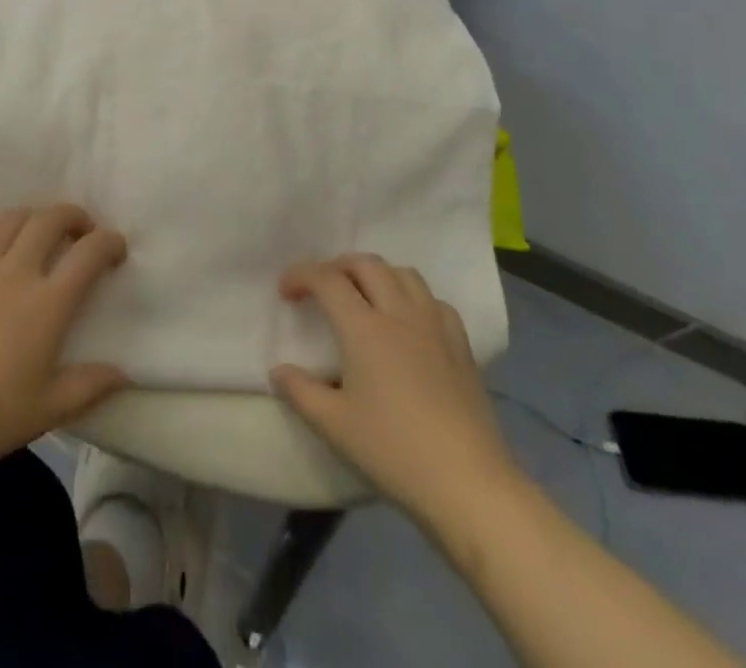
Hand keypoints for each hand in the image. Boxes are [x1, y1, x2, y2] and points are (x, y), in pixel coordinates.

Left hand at [0, 204, 129, 479]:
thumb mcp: (48, 409)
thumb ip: (90, 387)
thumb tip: (125, 374)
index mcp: (47, 303)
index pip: (89, 252)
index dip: (110, 242)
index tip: (116, 249)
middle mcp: (15, 272)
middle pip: (51, 218)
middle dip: (74, 216)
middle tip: (81, 232)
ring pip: (11, 219)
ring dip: (32, 220)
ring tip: (37, 238)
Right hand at [271, 255, 517, 524]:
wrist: (467, 481)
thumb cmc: (394, 451)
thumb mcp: (334, 426)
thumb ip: (300, 392)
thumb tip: (278, 371)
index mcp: (364, 328)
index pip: (327, 279)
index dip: (301, 275)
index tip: (285, 291)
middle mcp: (399, 312)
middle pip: (365, 264)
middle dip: (337, 266)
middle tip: (321, 289)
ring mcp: (434, 324)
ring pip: (402, 273)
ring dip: (375, 274)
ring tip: (363, 296)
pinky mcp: (460, 342)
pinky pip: (432, 299)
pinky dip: (411, 296)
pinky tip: (407, 321)